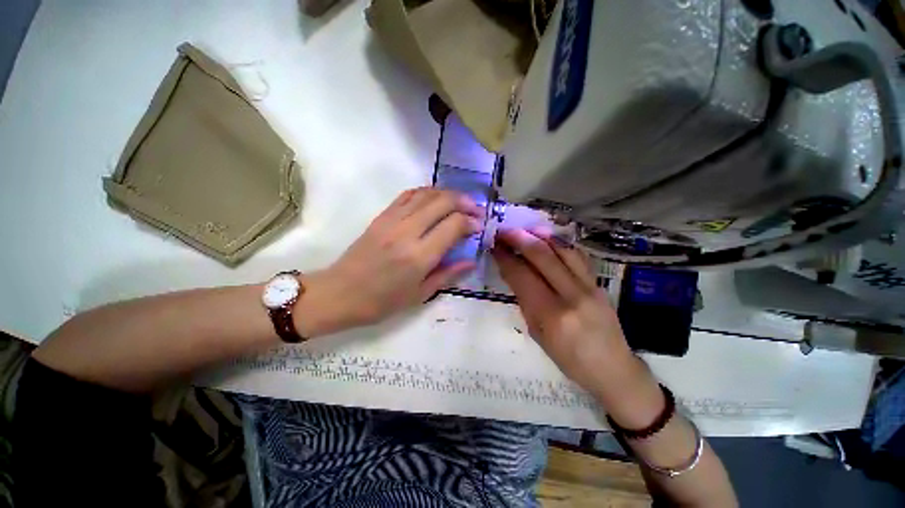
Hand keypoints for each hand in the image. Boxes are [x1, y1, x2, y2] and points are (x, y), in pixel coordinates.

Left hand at [297, 188, 481, 335]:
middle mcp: (407, 232)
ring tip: (459, 203)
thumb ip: (448, 274)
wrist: (340, 293)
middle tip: (475, 210)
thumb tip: (471, 260)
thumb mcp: (420, 295)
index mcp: (419, 256)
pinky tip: (435, 199)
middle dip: (464, 202)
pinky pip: (408, 195)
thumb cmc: (382, 302)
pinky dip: (426, 192)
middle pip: (443, 202)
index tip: (479, 226)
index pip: (454, 225)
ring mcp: (392, 220)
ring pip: (426, 194)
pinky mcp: (381, 216)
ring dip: (448, 194)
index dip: (471, 222)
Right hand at [492, 229, 644, 394]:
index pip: (522, 275)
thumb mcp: (537, 333)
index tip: (494, 246)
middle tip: (504, 232)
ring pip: (562, 249)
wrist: (612, 369)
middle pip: (541, 256)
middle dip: (519, 239)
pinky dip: (560, 243)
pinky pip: (577, 255)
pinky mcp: (598, 283)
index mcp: (551, 314)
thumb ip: (525, 300)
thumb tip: (513, 272)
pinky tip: (548, 239)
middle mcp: (571, 295)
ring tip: (524, 230)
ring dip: (539, 236)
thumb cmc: (568, 359)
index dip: (505, 257)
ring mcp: (589, 286)